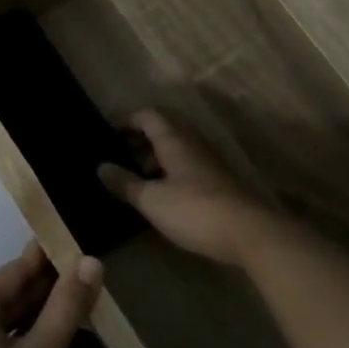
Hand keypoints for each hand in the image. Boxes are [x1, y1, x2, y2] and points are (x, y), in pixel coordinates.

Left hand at [0, 240, 100, 347]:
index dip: (45, 260)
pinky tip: (33, 341)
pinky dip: (6, 338)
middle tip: (77, 279)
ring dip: (24, 316)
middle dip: (38, 291)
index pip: (12, 274)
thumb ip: (67, 305)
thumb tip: (90, 260)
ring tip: (63, 308)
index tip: (71, 244)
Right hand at [98, 109, 272, 266]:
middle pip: (164, 128)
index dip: (127, 120)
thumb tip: (100, 167)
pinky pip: (188, 164)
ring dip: (156, 156)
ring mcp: (209, 160)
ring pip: (177, 147)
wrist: (248, 232)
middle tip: (119, 157)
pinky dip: (170, 170)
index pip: (148, 115)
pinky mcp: (218, 179)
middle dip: (140, 139)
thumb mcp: (151, 200)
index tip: (107, 135)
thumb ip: (125, 183)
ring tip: (137, 179)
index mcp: (174, 139)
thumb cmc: (194, 210)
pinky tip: (162, 194)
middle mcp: (193, 142)